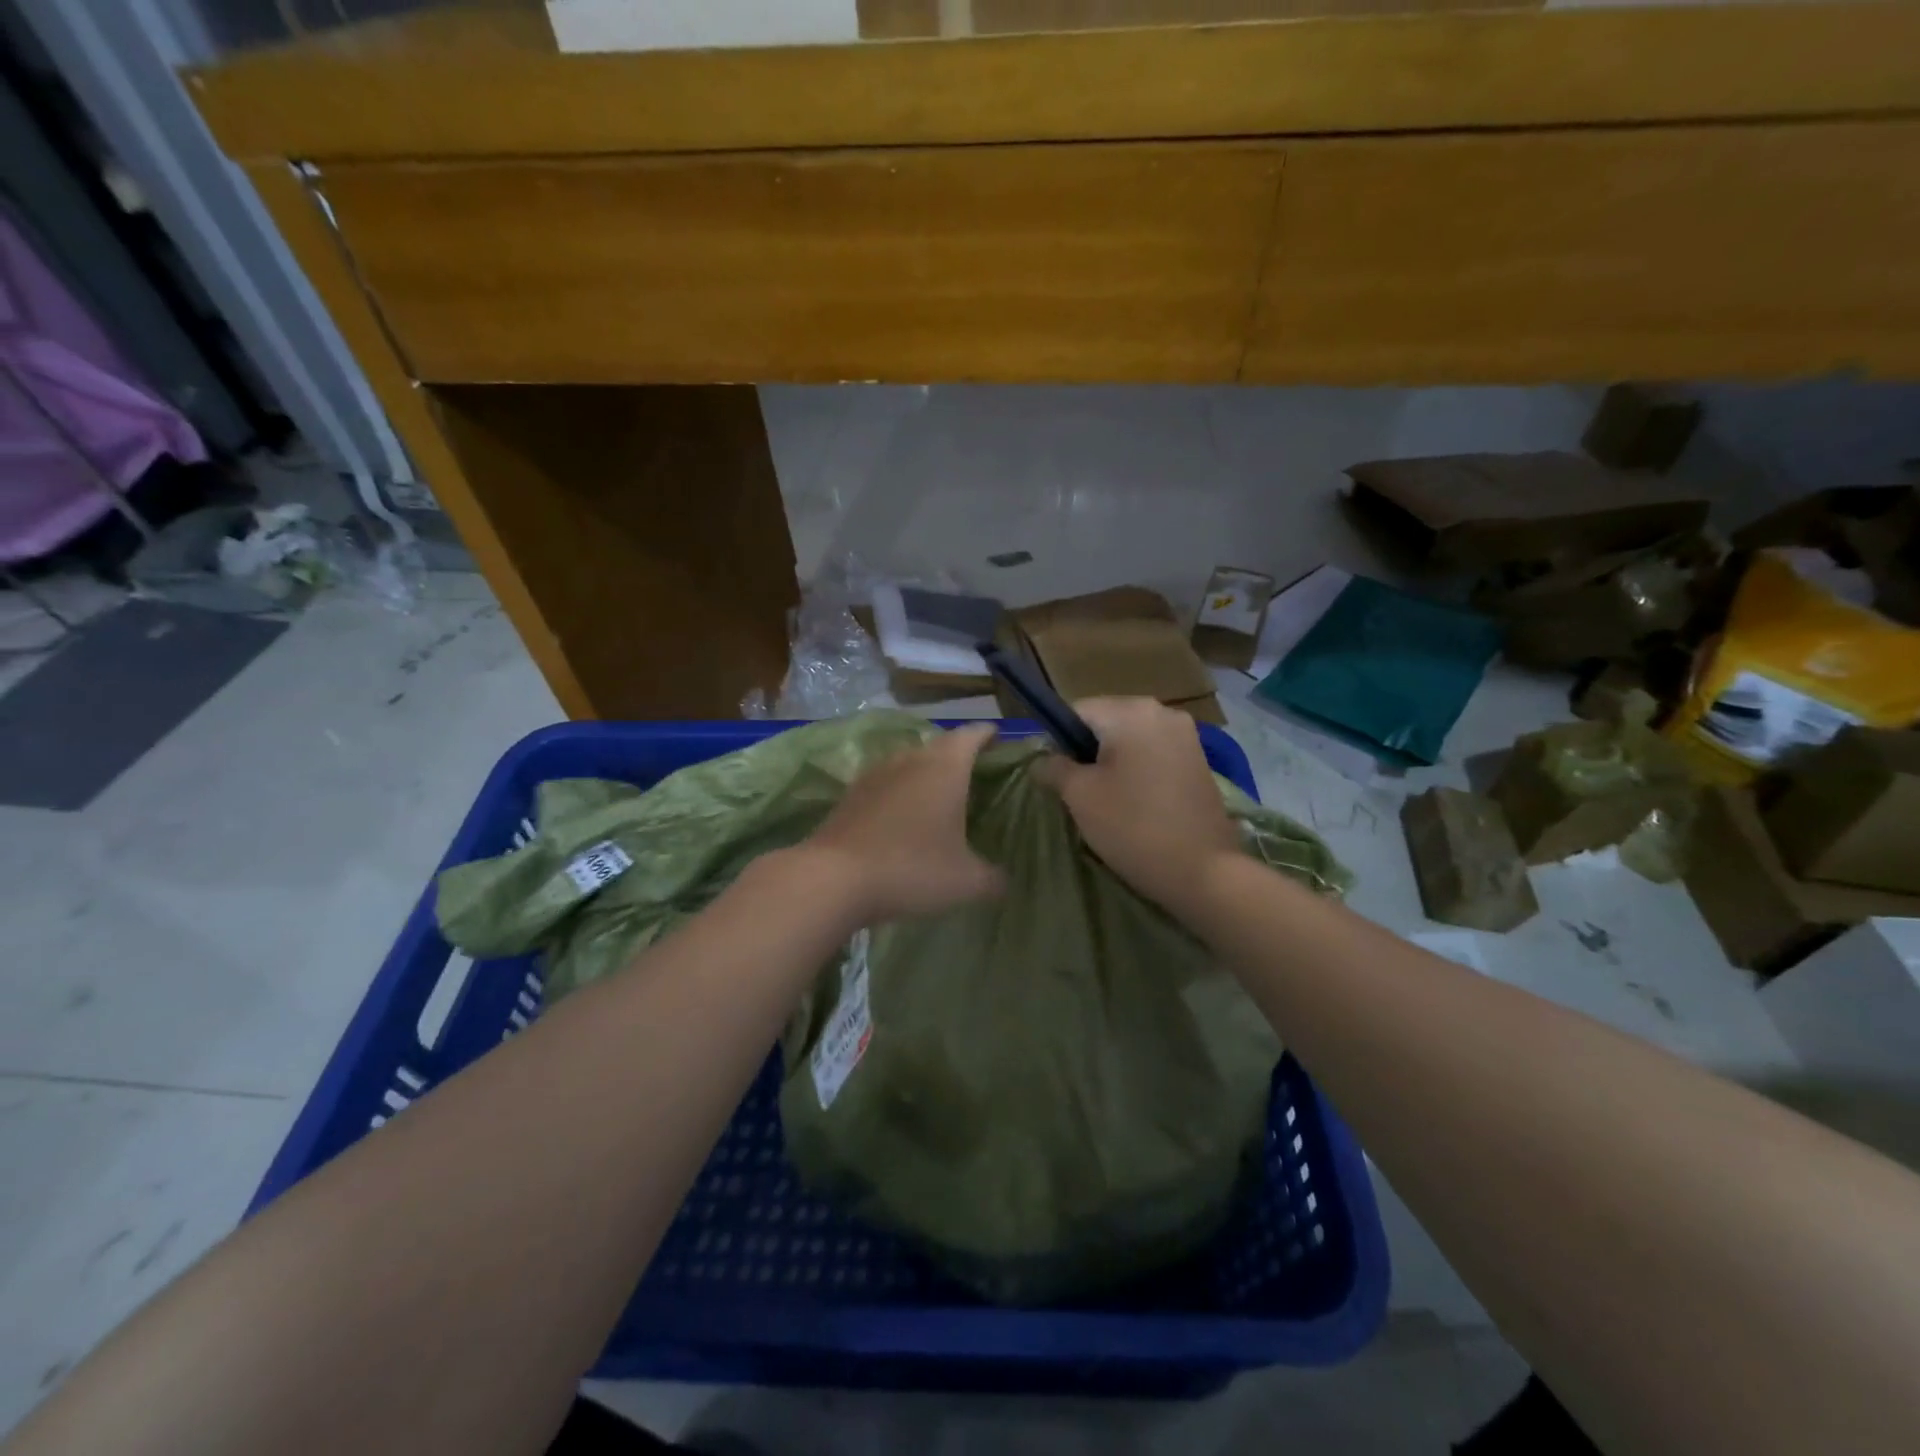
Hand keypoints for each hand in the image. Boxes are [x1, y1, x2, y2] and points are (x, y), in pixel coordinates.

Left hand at [803, 724, 1004, 922]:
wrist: (833, 878)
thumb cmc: (911, 869)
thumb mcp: (965, 881)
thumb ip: (993, 878)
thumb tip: (1005, 881)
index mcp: (946, 767)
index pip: (972, 735)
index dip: (988, 735)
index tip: (999, 739)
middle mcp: (911, 759)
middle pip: (941, 745)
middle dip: (959, 754)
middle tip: (976, 773)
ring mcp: (876, 773)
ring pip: (910, 762)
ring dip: (926, 772)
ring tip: (940, 795)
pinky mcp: (851, 793)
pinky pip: (886, 783)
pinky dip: (900, 791)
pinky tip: (903, 816)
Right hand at [1037, 697, 1238, 913]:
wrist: (1203, 872)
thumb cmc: (1132, 827)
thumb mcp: (1080, 796)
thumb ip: (1054, 768)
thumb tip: (1043, 759)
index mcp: (1131, 712)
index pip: (1077, 711)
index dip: (1058, 741)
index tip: (1057, 776)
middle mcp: (1162, 712)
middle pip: (1106, 722)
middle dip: (1087, 752)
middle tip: (1079, 792)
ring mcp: (1186, 736)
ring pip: (1131, 740)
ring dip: (1113, 762)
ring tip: (1107, 800)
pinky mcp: (1199, 761)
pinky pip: (1154, 754)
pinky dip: (1138, 771)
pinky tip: (1135, 803)